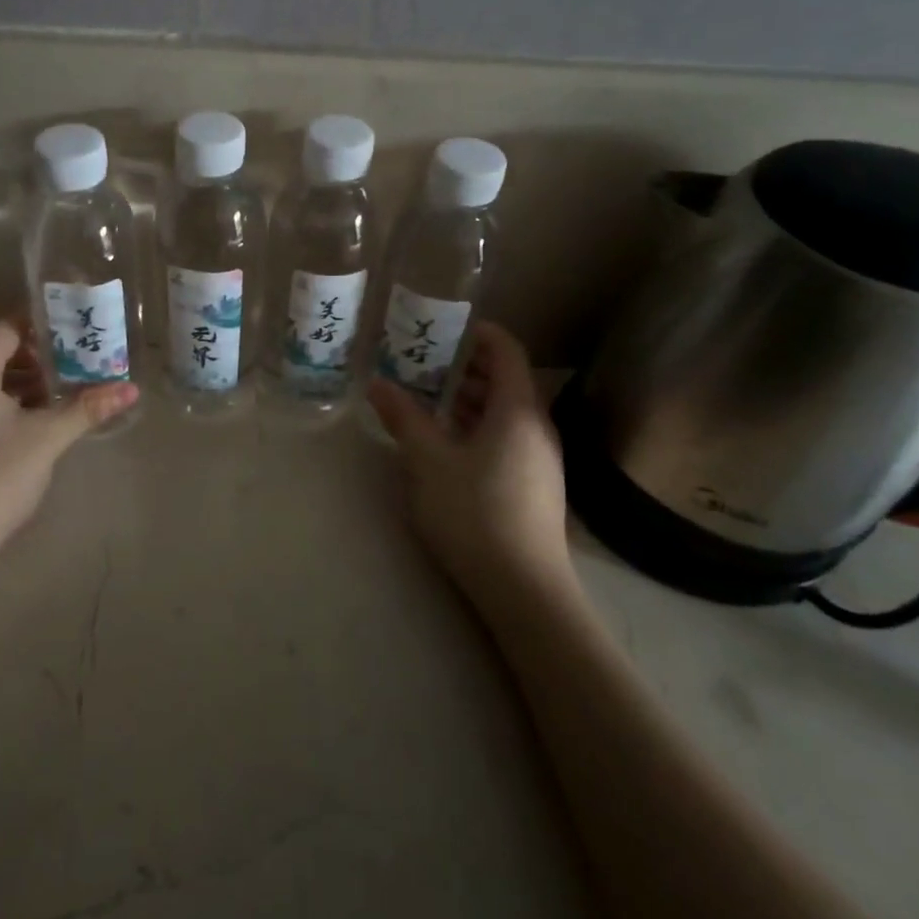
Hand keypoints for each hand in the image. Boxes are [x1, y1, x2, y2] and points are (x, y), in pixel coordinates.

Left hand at [0, 318, 138, 584]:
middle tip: (75, 356)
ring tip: (62, 386)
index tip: (73, 326)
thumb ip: (87, 407)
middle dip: (35, 350)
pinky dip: (5, 398)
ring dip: (21, 376)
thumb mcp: (46, 440)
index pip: (3, 325)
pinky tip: (34, 417)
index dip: (38, 321)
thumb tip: (131, 388)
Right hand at [367, 321, 576, 608]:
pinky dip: (477, 427)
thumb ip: (404, 417)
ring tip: (426, 399)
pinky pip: (506, 437)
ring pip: (504, 412)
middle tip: (421, 362)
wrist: (524, 590)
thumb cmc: (475, 513)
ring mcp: (540, 459)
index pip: (506, 350)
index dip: (478, 332)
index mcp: (517, 410)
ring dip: (467, 399)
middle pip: (505, 380)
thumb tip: (378, 384)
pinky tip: (446, 444)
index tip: (442, 327)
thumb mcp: (428, 461)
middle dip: (463, 367)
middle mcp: (536, 427)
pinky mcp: (534, 486)